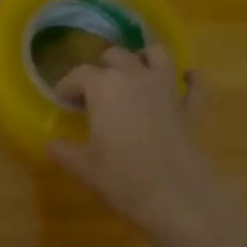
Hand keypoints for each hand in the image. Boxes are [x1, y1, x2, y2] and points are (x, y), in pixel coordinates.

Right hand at [48, 48, 217, 231]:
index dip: (68, 85)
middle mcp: (135, 76)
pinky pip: (195, 83)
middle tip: (95, 90)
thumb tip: (52, 145)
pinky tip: (185, 80)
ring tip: (136, 71)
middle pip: (116, 56)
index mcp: (103, 86)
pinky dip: (190, 78)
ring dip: (145, 57)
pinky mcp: (190, 106)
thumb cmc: (121, 176)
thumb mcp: (84, 166)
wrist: (173, 192)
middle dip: (103, 67)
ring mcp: (167, 87)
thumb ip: (64, 151)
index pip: (79, 74)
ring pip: (157, 54)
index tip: (63, 100)